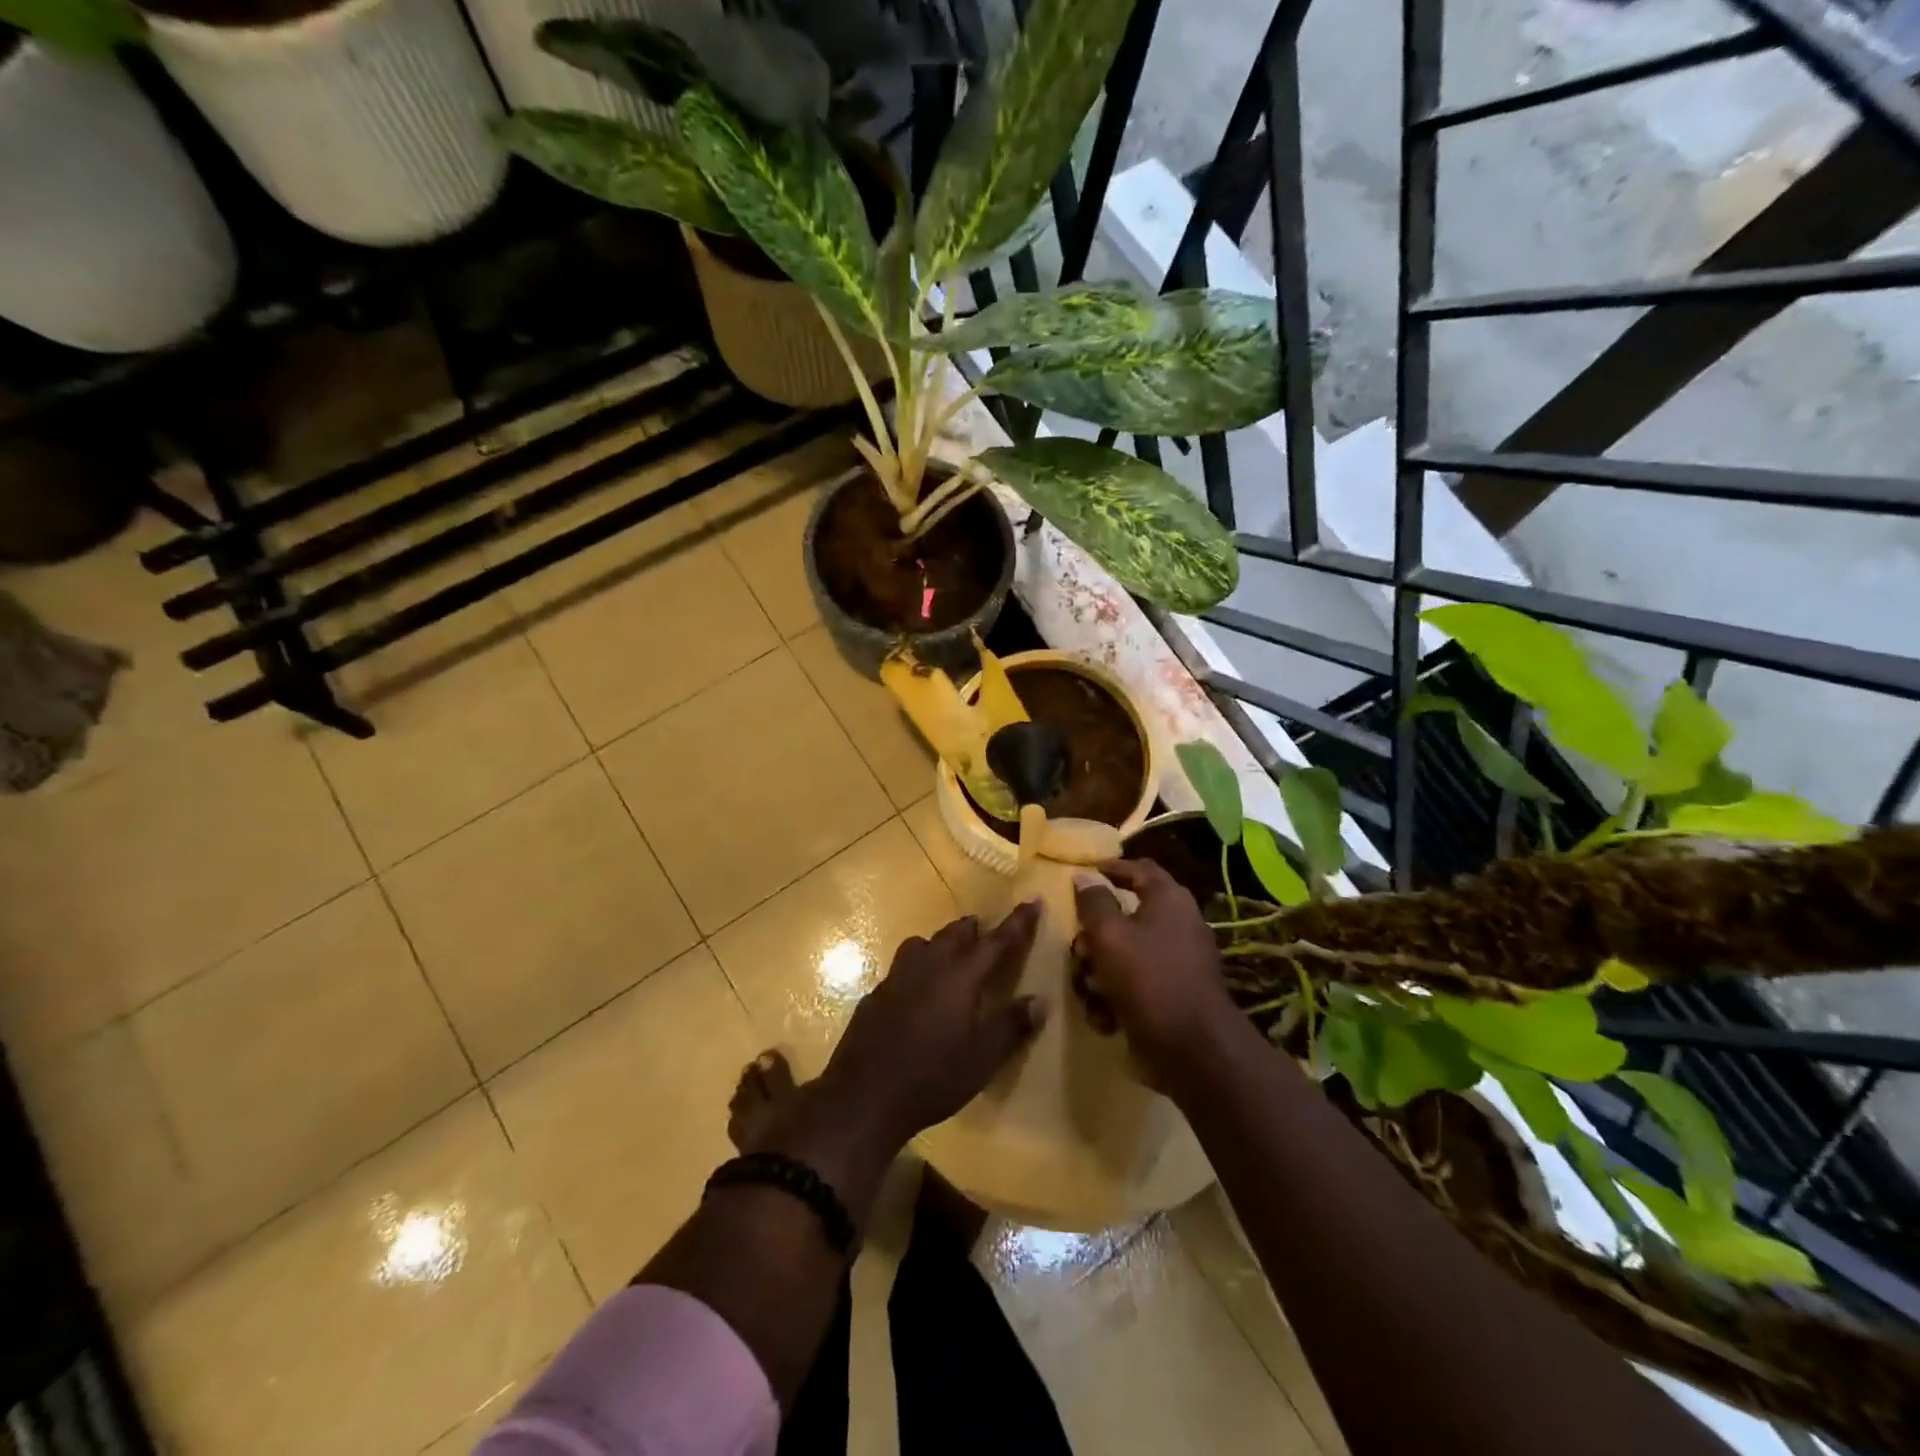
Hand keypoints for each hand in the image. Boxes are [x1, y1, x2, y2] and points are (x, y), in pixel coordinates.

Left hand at [817, 901, 1046, 1145]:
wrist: (864, 1095)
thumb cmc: (933, 1077)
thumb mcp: (982, 1059)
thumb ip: (1012, 1026)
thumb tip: (1040, 1001)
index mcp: (960, 976)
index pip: (996, 941)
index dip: (1018, 922)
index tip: (1033, 900)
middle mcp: (928, 965)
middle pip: (954, 934)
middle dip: (974, 929)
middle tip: (986, 932)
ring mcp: (897, 977)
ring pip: (923, 944)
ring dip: (941, 943)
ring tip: (950, 954)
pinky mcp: (876, 994)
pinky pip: (902, 968)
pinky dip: (917, 968)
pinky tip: (917, 991)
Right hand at [1073, 860, 1238, 1090]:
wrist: (1192, 1048)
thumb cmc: (1148, 978)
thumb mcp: (1109, 935)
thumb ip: (1093, 903)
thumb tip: (1084, 876)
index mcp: (1168, 899)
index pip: (1140, 868)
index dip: (1112, 867)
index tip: (1086, 872)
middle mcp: (1178, 924)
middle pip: (1126, 916)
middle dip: (1095, 935)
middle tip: (1079, 949)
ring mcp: (1178, 962)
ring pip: (1125, 953)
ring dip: (1100, 972)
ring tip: (1089, 990)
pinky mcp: (1173, 995)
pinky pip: (1136, 984)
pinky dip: (1116, 998)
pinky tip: (1106, 1017)